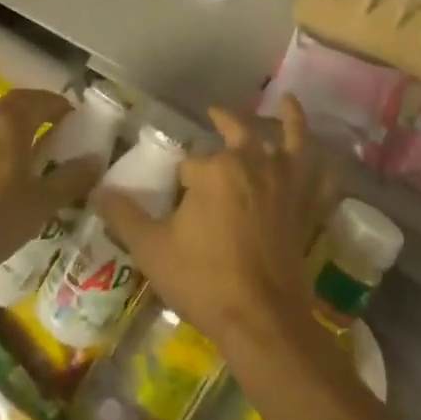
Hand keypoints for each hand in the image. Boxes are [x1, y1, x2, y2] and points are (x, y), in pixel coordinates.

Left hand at [0, 90, 103, 283]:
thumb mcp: (40, 205)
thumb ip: (70, 179)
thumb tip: (95, 159)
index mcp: (11, 122)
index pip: (44, 100)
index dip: (64, 107)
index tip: (78, 122)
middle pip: (17, 103)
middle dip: (40, 111)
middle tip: (58, 131)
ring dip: (17, 127)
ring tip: (32, 153)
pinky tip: (0, 174)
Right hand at [95, 96, 330, 352]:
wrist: (261, 320)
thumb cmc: (204, 281)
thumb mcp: (152, 249)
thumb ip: (123, 215)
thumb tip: (95, 190)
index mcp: (215, 169)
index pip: (190, 162)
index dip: (178, 179)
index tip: (172, 194)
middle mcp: (255, 165)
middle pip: (238, 133)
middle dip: (224, 121)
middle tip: (214, 114)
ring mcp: (286, 185)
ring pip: (290, 142)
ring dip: (289, 119)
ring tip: (287, 100)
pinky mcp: (306, 209)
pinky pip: (320, 180)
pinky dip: (323, 167)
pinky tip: (325, 159)